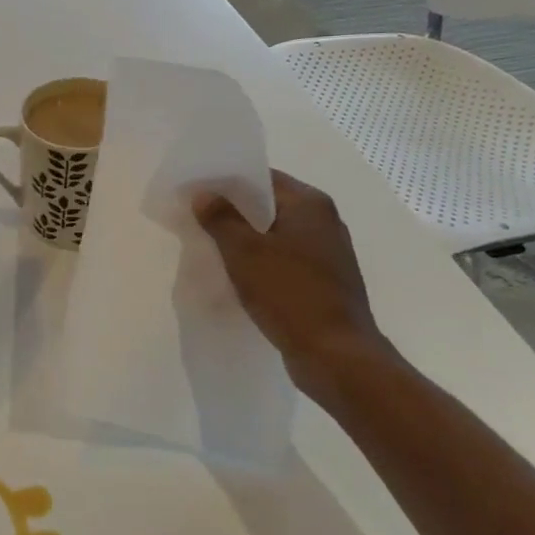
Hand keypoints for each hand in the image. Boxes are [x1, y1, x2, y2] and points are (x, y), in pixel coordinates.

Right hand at [194, 170, 397, 403]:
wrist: (337, 356)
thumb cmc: (290, 294)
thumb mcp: (245, 253)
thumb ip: (221, 218)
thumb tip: (203, 194)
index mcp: (310, 204)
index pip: (263, 177)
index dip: (228, 181)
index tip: (197, 190)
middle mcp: (325, 221)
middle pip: (270, 205)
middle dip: (235, 211)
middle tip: (197, 216)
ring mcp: (328, 253)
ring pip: (277, 234)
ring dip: (247, 238)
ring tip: (212, 245)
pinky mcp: (325, 282)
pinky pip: (285, 259)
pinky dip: (262, 261)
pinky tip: (238, 274)